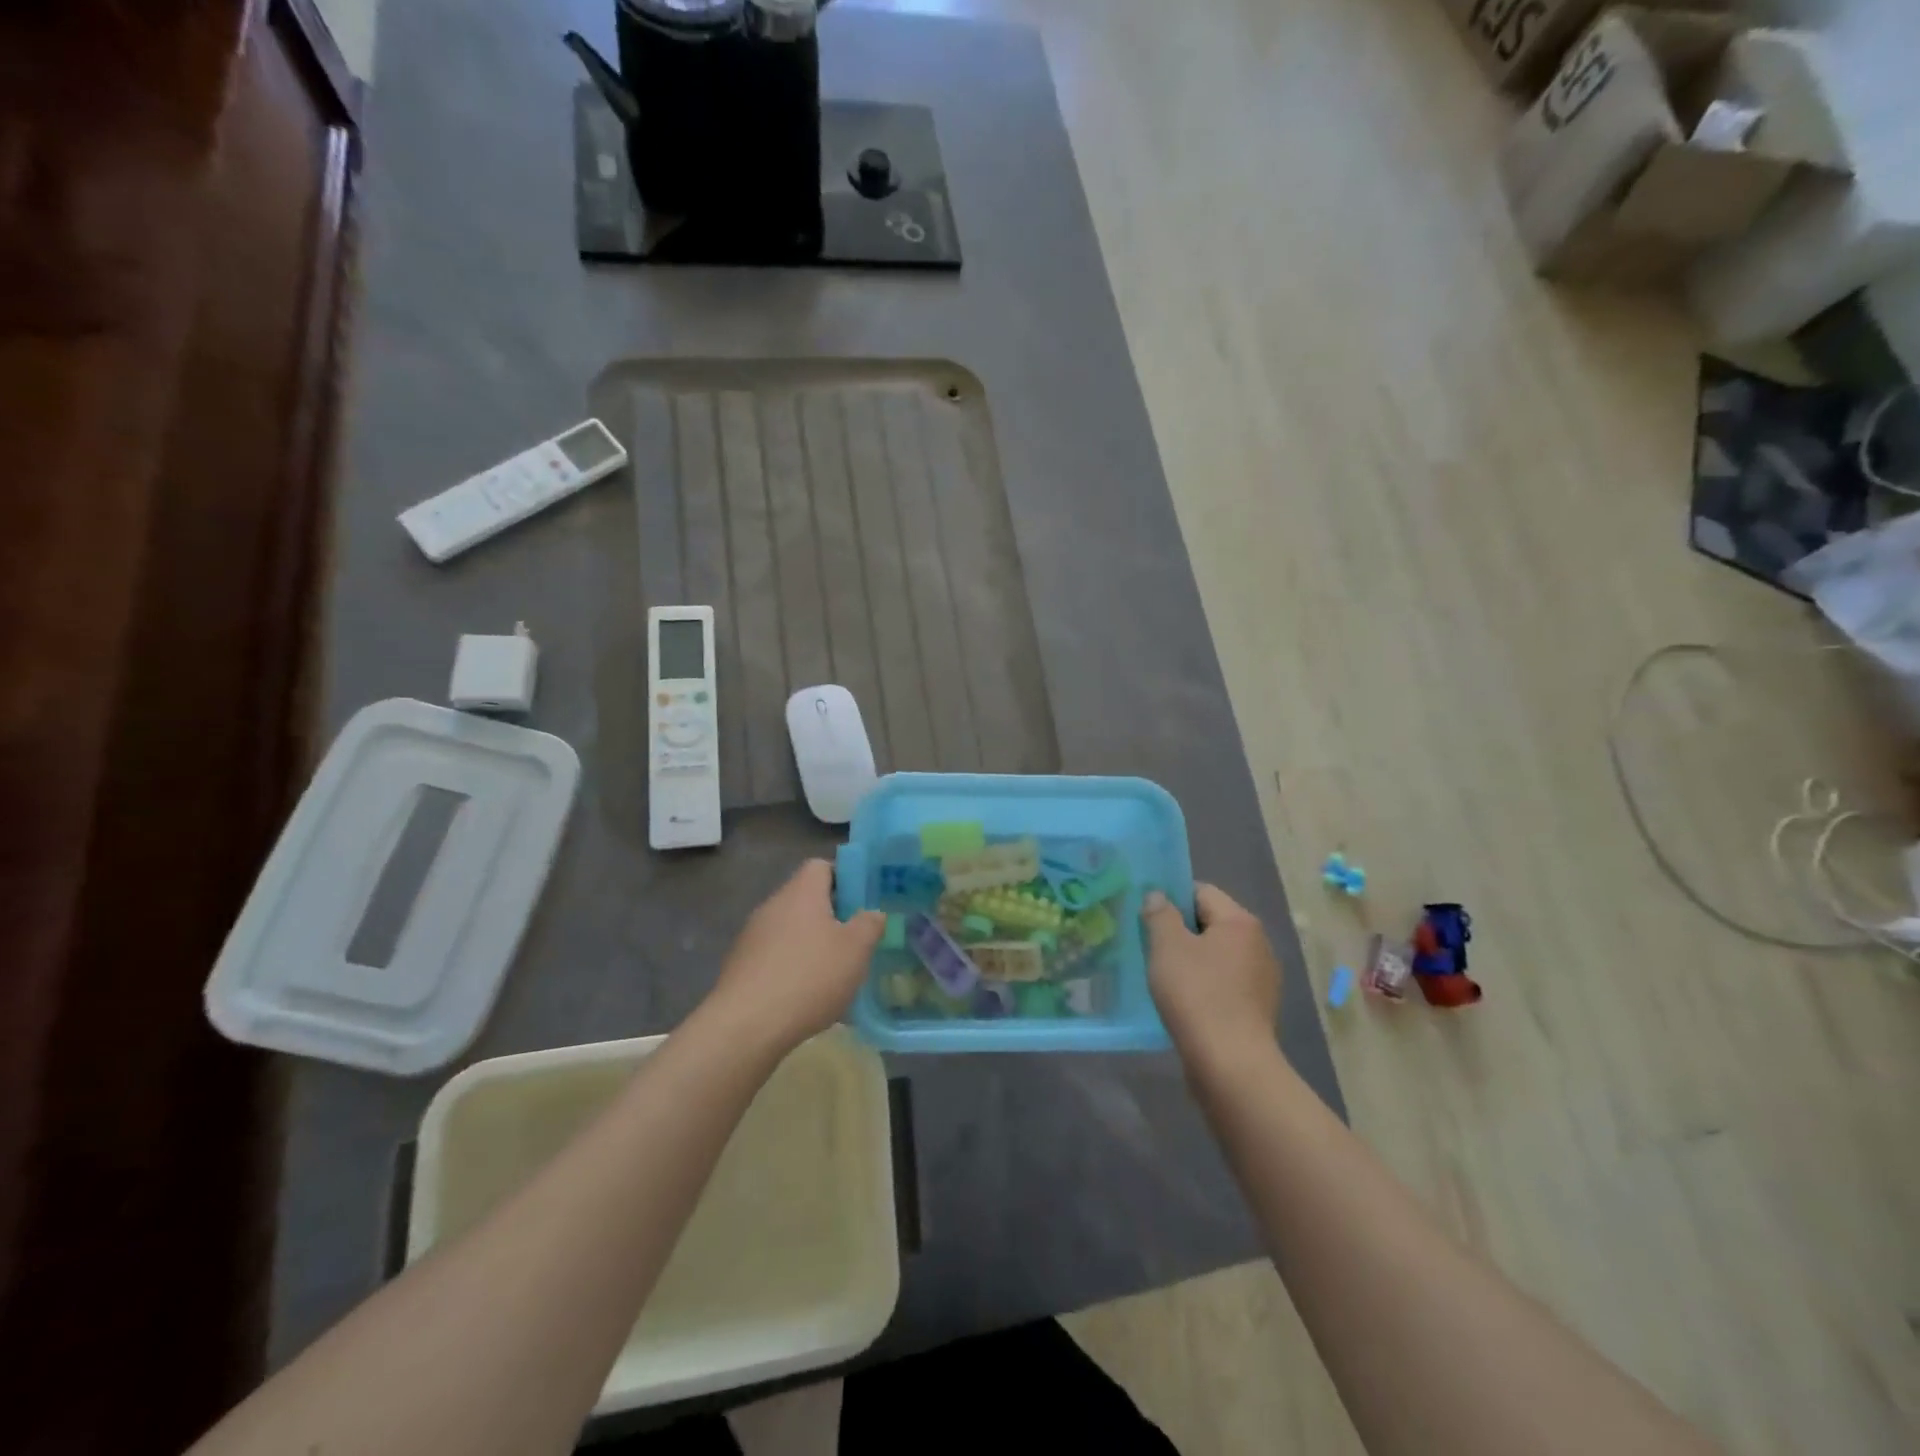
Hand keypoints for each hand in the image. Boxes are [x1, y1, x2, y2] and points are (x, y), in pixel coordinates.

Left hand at [703, 859, 885, 1055]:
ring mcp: (751, 936)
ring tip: (833, 973)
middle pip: (805, 898)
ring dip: (811, 943)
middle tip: (855, 940)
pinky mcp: (740, 965)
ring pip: (790, 929)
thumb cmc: (810, 976)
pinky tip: (805, 995)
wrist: (746, 1025)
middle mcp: (773, 905)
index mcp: (801, 892)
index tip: (862, 901)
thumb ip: (869, 925)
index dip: (844, 878)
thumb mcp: (856, 950)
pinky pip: (774, 955)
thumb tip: (872, 913)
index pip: (821, 866)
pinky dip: (791, 966)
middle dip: (831, 916)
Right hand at [1143, 884, 1281, 1065]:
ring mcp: (1261, 979)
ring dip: (1191, 960)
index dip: (1171, 898)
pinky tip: (1183, 1001)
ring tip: (1162, 976)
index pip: (1201, 891)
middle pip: (1211, 923)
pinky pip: (1224, 983)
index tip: (1147, 917)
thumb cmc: (1197, 995)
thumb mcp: (1168, 947)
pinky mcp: (1256, 1008)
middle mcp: (1258, 944)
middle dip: (1180, 931)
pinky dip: (1204, 985)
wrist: (1230, 1064)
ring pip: (1216, 955)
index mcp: (1240, 922)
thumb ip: (1160, 914)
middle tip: (1149, 945)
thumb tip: (1158, 896)